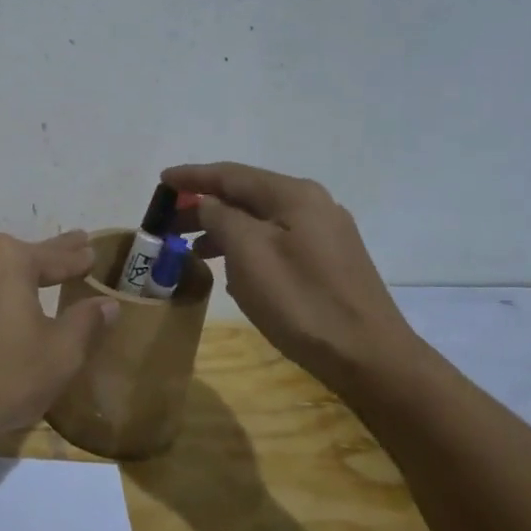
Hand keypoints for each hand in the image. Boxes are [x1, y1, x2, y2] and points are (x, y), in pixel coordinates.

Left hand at [0, 230, 119, 440]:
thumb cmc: (4, 377)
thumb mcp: (60, 353)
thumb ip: (86, 321)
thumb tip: (107, 304)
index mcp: (6, 257)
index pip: (53, 256)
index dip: (76, 258)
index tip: (91, 251)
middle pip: (18, 257)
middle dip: (47, 257)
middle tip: (73, 246)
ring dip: (9, 275)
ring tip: (31, 279)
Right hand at [163, 162, 424, 395]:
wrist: (369, 357)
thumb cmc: (301, 302)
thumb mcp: (249, 254)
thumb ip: (221, 218)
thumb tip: (207, 203)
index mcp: (294, 195)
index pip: (231, 174)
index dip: (193, 176)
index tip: (161, 180)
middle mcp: (313, 204)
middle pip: (247, 194)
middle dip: (205, 205)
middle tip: (169, 222)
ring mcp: (326, 233)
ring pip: (261, 220)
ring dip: (223, 229)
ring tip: (192, 248)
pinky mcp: (329, 261)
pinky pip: (276, 241)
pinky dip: (246, 246)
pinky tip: (232, 269)